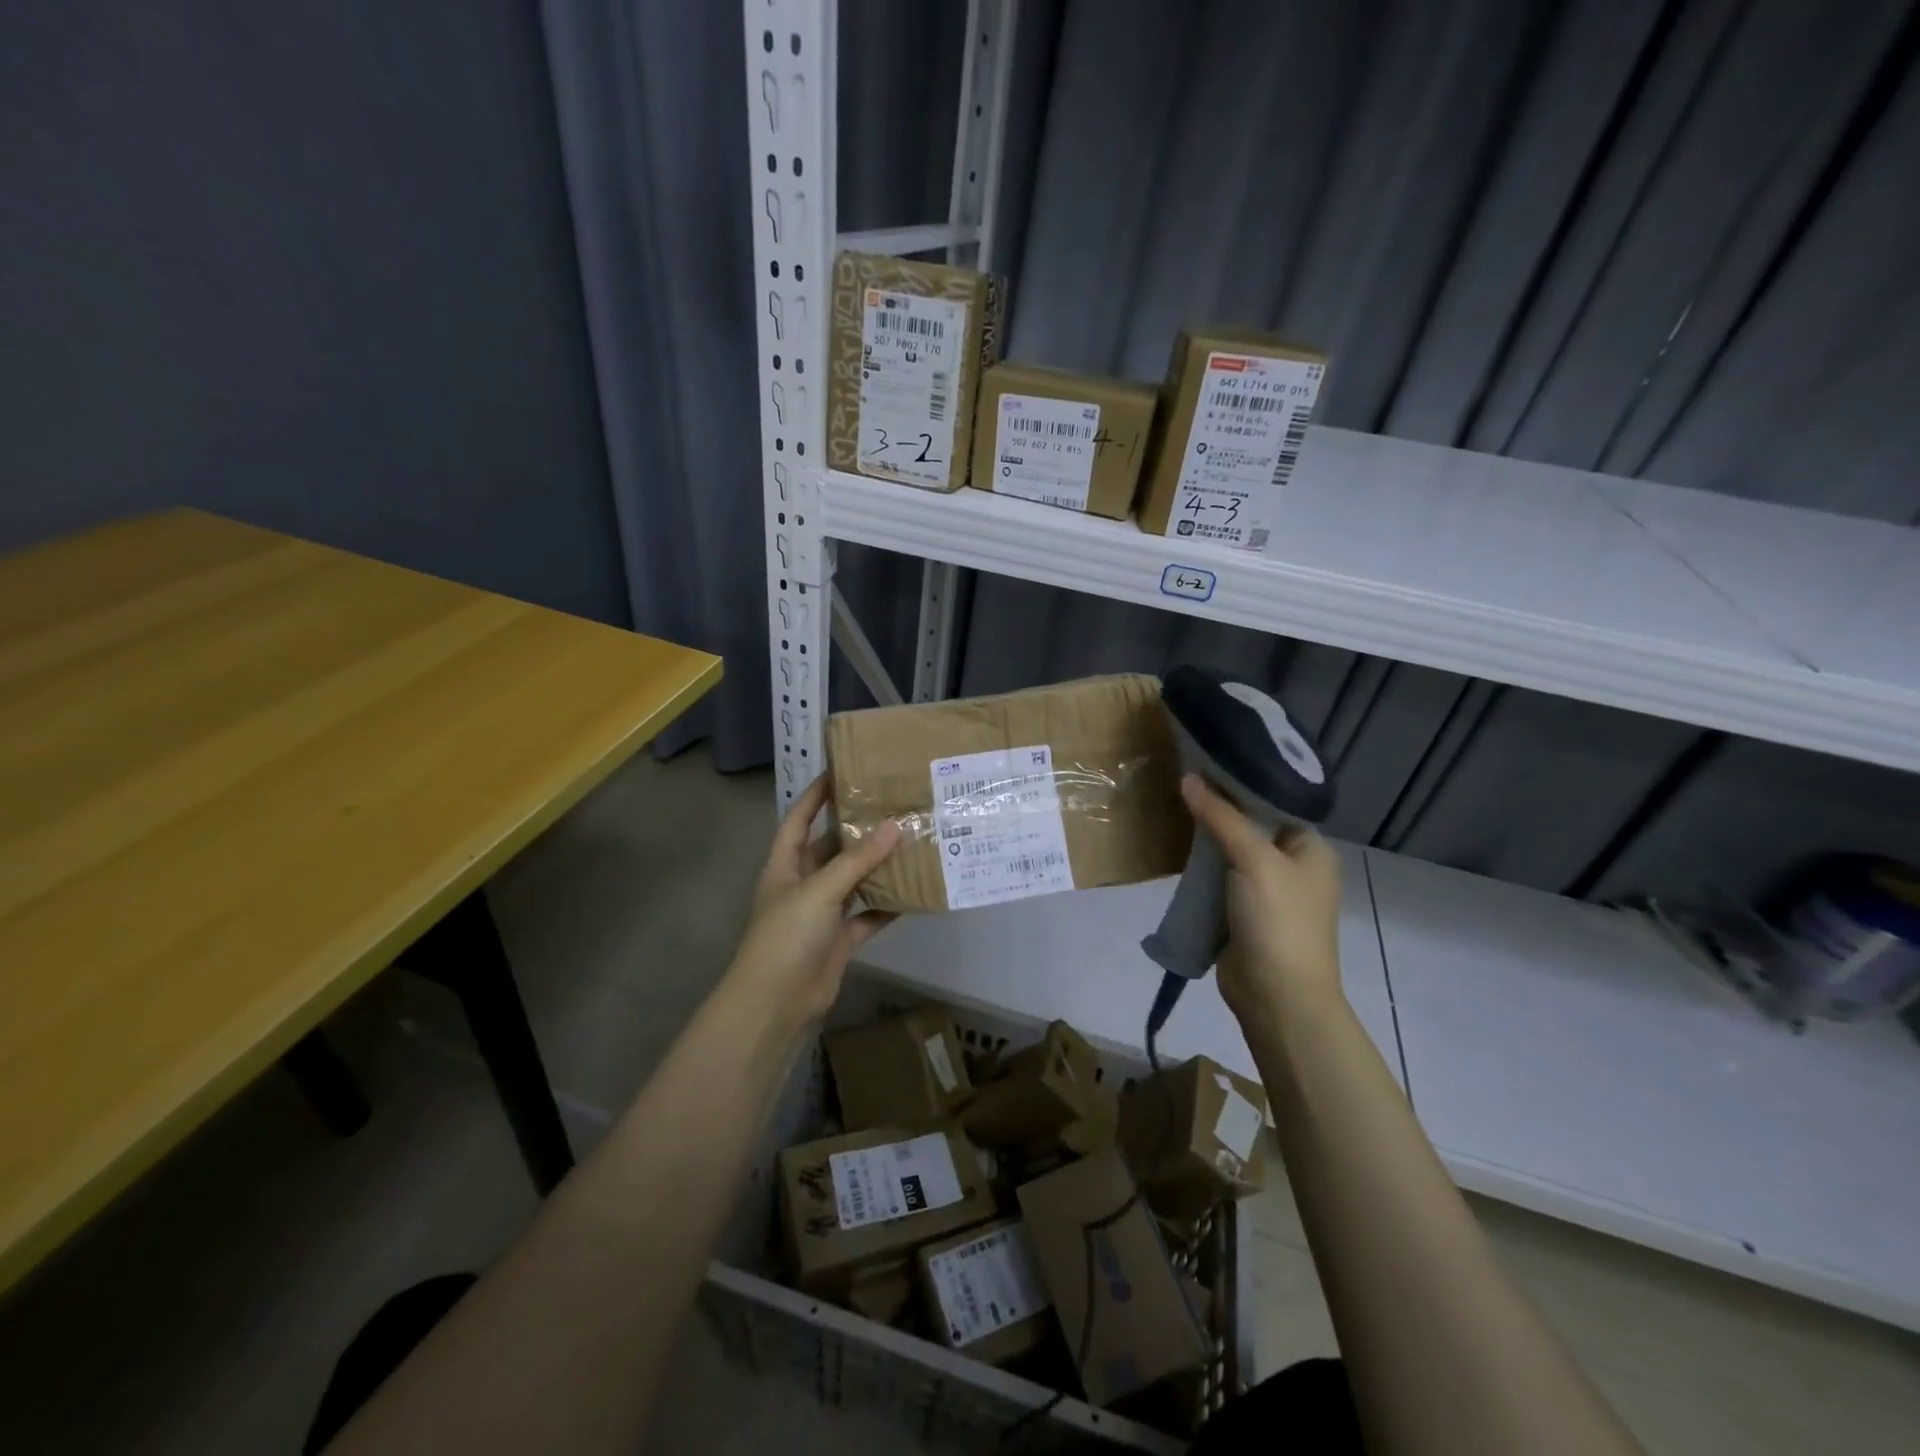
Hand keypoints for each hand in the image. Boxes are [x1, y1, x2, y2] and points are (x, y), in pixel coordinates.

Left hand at [728, 775, 901, 1028]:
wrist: (776, 1003)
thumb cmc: (787, 936)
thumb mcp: (820, 890)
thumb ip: (857, 860)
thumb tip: (894, 826)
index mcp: (785, 865)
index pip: (800, 819)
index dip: (816, 795)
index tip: (842, 772)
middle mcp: (802, 884)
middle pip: (831, 848)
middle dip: (857, 830)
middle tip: (893, 807)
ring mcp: (821, 913)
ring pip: (853, 881)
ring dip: (876, 866)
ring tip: (910, 841)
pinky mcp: (840, 939)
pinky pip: (867, 915)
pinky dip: (886, 905)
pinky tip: (913, 891)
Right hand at [1180, 774, 1344, 1022]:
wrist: (1277, 996)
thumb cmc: (1279, 920)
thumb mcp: (1254, 860)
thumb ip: (1221, 817)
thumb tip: (1188, 778)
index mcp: (1311, 848)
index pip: (1275, 802)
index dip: (1241, 782)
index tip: (1206, 761)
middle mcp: (1293, 866)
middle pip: (1251, 825)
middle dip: (1218, 808)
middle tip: (1182, 780)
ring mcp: (1267, 891)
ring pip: (1231, 852)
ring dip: (1207, 838)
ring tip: (1173, 806)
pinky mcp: (1242, 912)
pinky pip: (1219, 878)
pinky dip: (1201, 866)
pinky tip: (1177, 848)